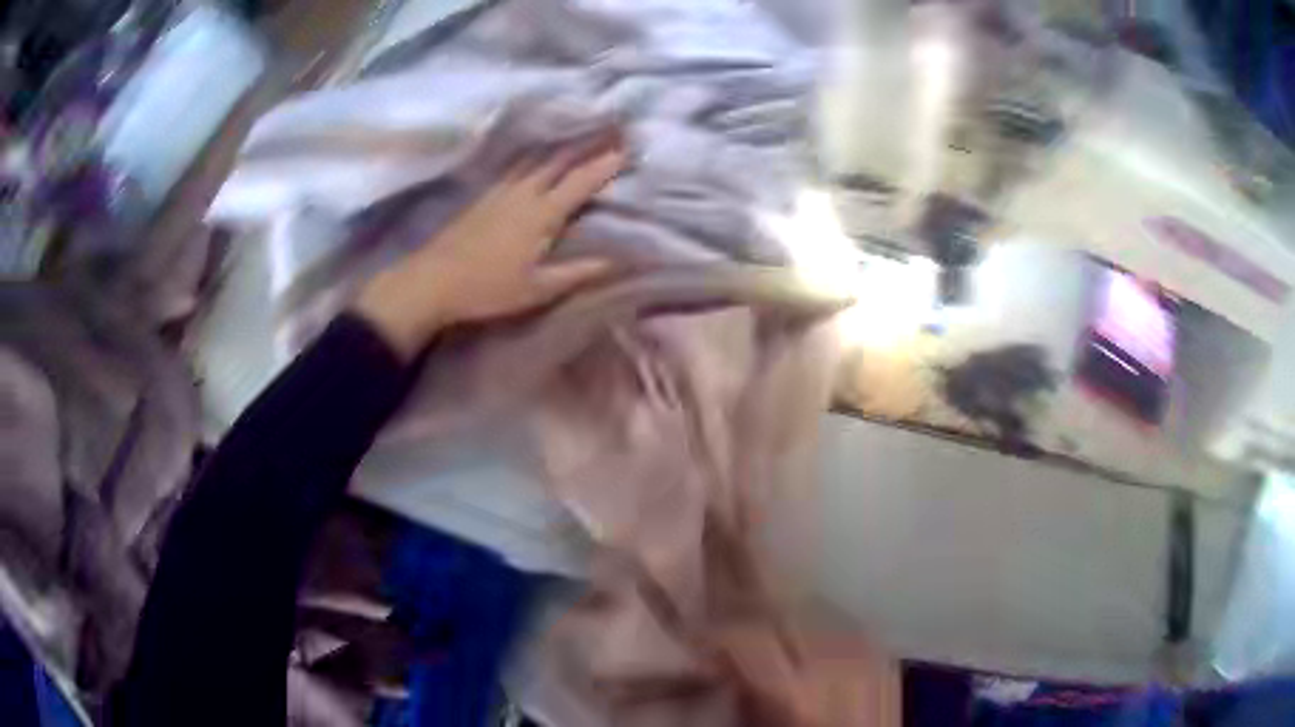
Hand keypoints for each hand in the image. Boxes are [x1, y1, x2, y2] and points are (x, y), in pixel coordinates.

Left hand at [355, 147, 624, 358]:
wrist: (432, 281)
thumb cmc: (487, 289)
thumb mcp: (537, 289)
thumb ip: (577, 273)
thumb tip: (616, 262)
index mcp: (541, 214)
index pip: (579, 183)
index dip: (603, 166)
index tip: (625, 149)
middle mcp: (523, 193)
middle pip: (558, 162)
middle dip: (585, 147)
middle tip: (607, 132)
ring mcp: (499, 191)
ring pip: (535, 161)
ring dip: (559, 148)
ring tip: (576, 137)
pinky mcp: (482, 196)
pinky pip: (515, 168)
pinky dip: (533, 158)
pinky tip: (532, 159)